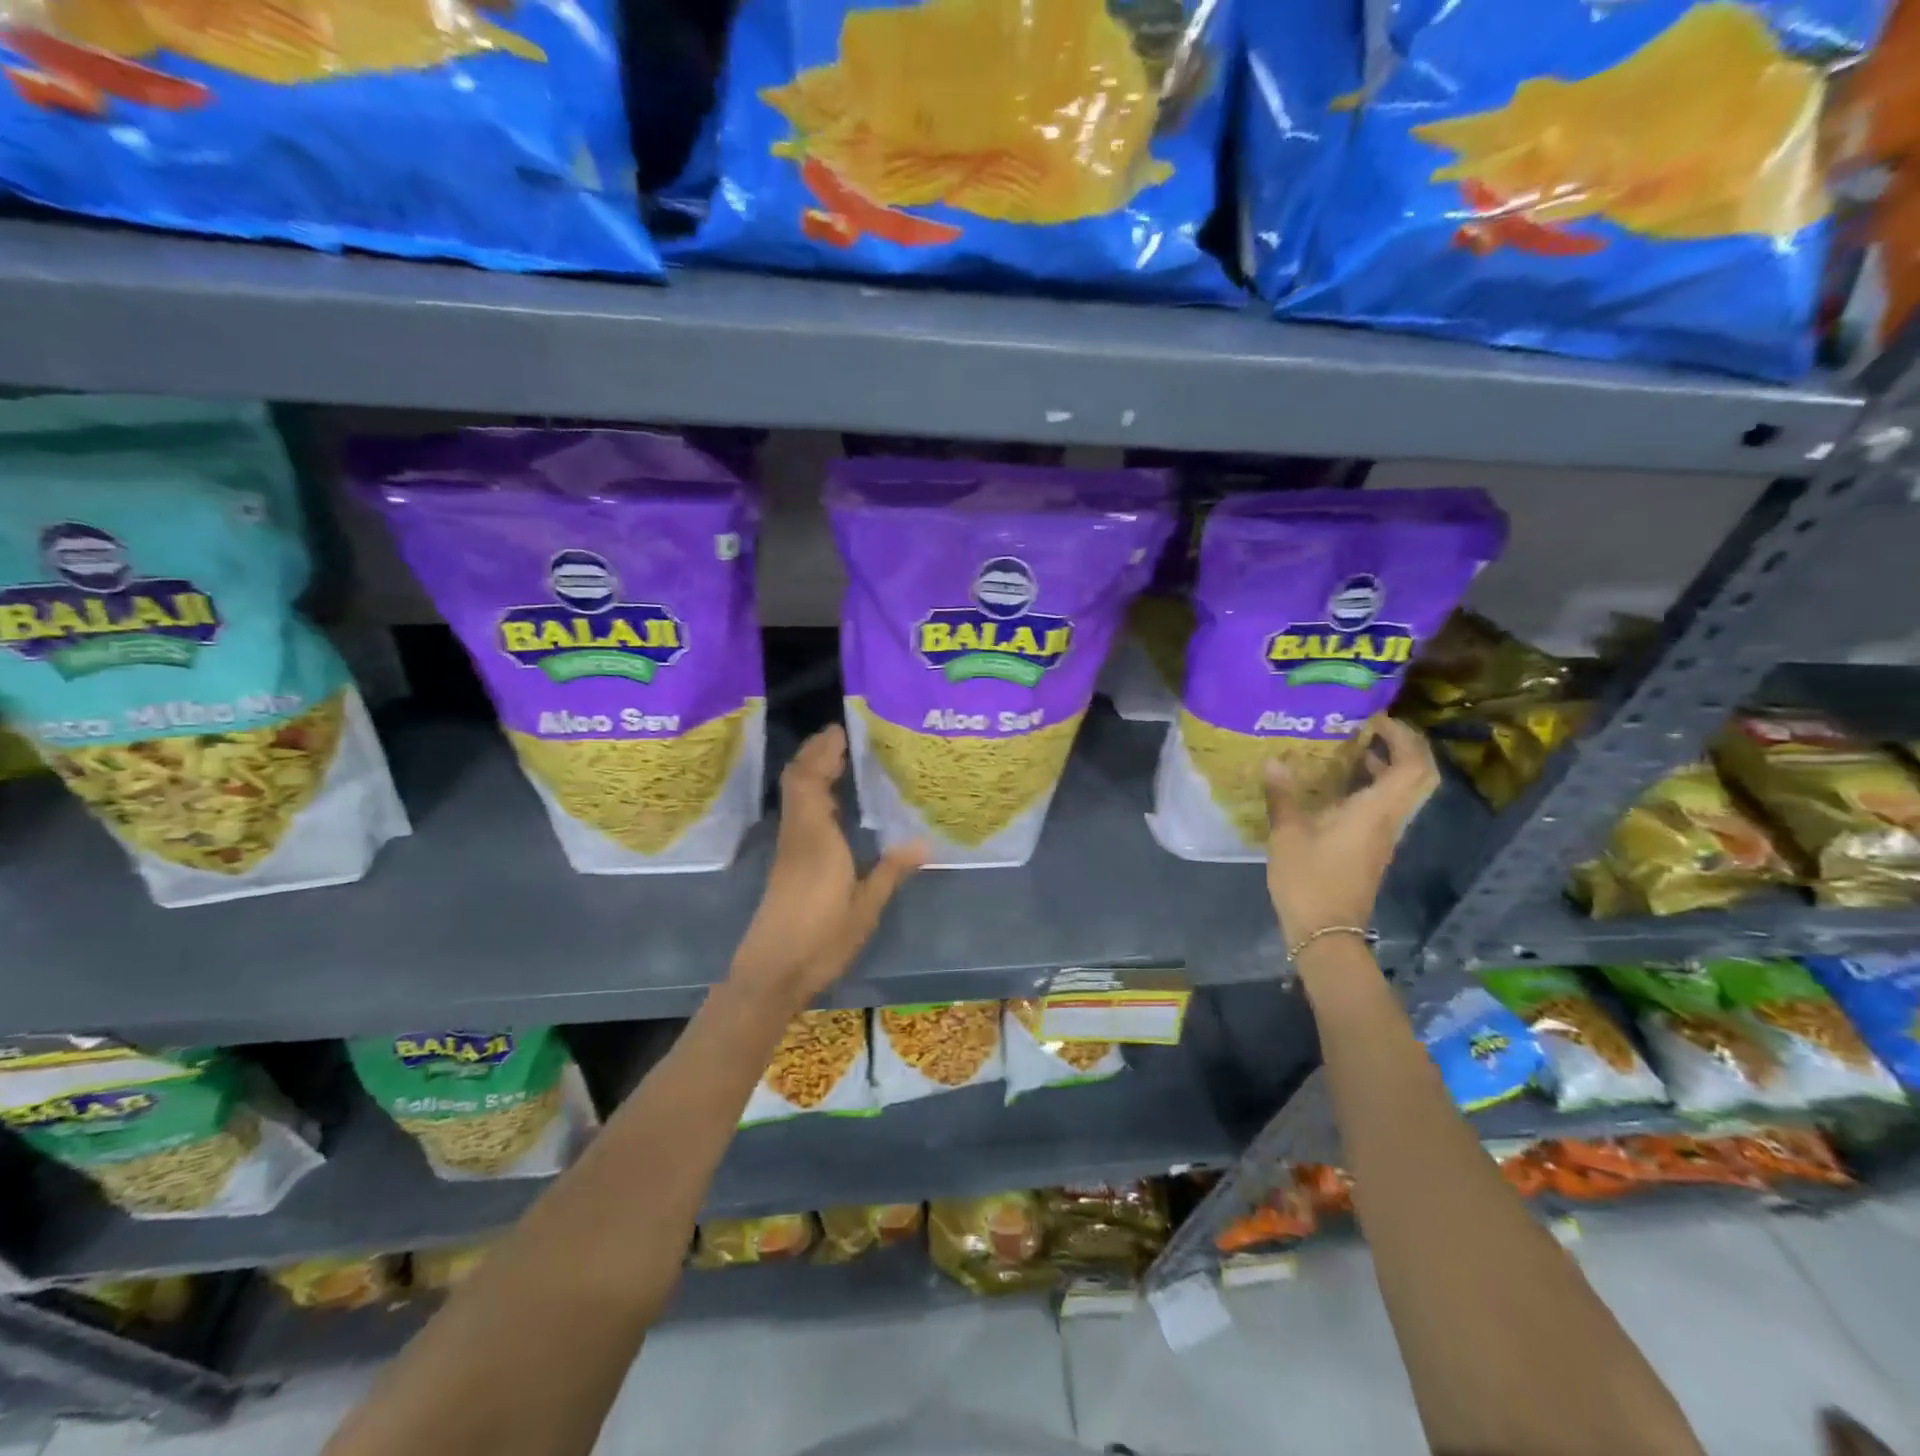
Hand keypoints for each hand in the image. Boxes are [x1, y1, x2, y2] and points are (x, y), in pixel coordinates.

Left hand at [729, 725, 925, 1000]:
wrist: (772, 971)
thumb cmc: (821, 937)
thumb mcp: (865, 907)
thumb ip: (891, 871)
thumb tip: (924, 843)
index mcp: (816, 836)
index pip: (811, 779)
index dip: (823, 751)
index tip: (842, 729)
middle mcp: (798, 834)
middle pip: (798, 780)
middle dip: (815, 754)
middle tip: (842, 737)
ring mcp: (788, 848)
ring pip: (795, 796)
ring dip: (811, 771)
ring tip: (839, 760)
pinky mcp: (786, 864)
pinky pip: (797, 813)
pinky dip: (811, 794)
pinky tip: (831, 804)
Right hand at [1263, 715, 1439, 948]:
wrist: (1326, 932)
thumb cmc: (1309, 879)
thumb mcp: (1287, 834)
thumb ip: (1283, 795)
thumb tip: (1274, 761)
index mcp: (1376, 811)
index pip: (1414, 764)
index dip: (1403, 736)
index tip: (1374, 718)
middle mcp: (1390, 819)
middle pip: (1420, 775)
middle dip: (1403, 746)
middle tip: (1371, 728)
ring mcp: (1385, 836)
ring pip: (1405, 791)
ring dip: (1388, 765)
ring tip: (1352, 748)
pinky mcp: (1373, 848)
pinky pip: (1386, 806)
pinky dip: (1374, 786)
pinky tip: (1339, 785)